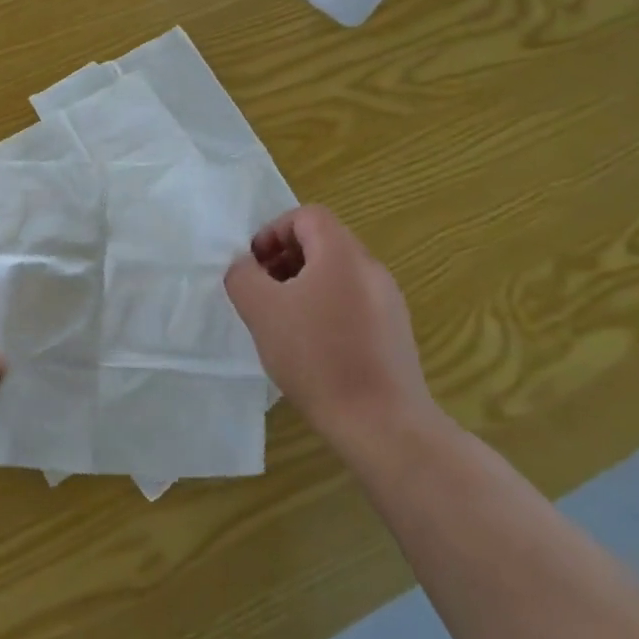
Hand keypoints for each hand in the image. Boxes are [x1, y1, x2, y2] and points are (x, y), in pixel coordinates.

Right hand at [224, 206, 442, 448]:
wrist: (382, 423)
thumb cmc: (317, 357)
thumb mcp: (261, 311)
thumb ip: (243, 276)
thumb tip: (245, 266)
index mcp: (342, 254)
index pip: (307, 215)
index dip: (274, 231)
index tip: (255, 265)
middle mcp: (371, 269)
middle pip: (323, 243)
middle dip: (285, 259)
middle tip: (262, 292)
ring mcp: (389, 302)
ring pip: (338, 275)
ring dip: (303, 285)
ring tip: (283, 321)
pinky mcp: (394, 333)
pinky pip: (353, 302)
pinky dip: (326, 308)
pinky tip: (311, 348)